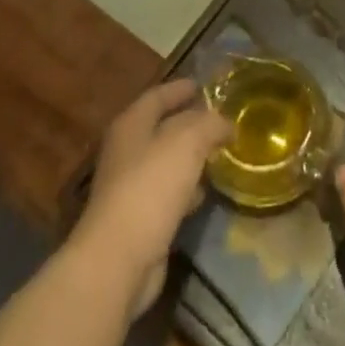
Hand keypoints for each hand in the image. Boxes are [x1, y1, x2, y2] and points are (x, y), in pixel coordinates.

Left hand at [72, 79, 230, 318]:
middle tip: (219, 120)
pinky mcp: (138, 219)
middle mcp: (126, 151)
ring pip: (166, 162)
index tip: (204, 86)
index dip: (181, 88)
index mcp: (131, 124)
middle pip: (162, 128)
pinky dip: (186, 189)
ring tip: (219, 154)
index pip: (158, 95)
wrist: (118, 260)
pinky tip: (204, 193)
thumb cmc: (150, 187)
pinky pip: (167, 193)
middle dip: (190, 123)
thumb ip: (210, 124)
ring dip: (190, 157)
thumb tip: (226, 123)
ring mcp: (129, 187)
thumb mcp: (188, 142)